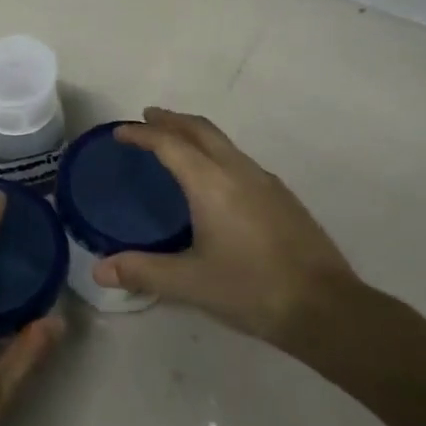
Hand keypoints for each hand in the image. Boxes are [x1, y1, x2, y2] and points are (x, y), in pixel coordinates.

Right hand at [92, 108, 359, 351]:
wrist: (326, 307)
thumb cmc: (251, 289)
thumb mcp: (190, 283)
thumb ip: (143, 272)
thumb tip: (100, 270)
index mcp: (211, 183)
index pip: (169, 144)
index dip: (142, 133)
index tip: (120, 131)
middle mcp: (238, 171)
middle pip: (200, 129)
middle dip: (171, 120)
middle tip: (148, 118)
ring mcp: (265, 181)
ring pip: (223, 142)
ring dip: (195, 134)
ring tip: (176, 144)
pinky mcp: (283, 197)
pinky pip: (240, 159)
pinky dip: (216, 153)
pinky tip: (215, 179)